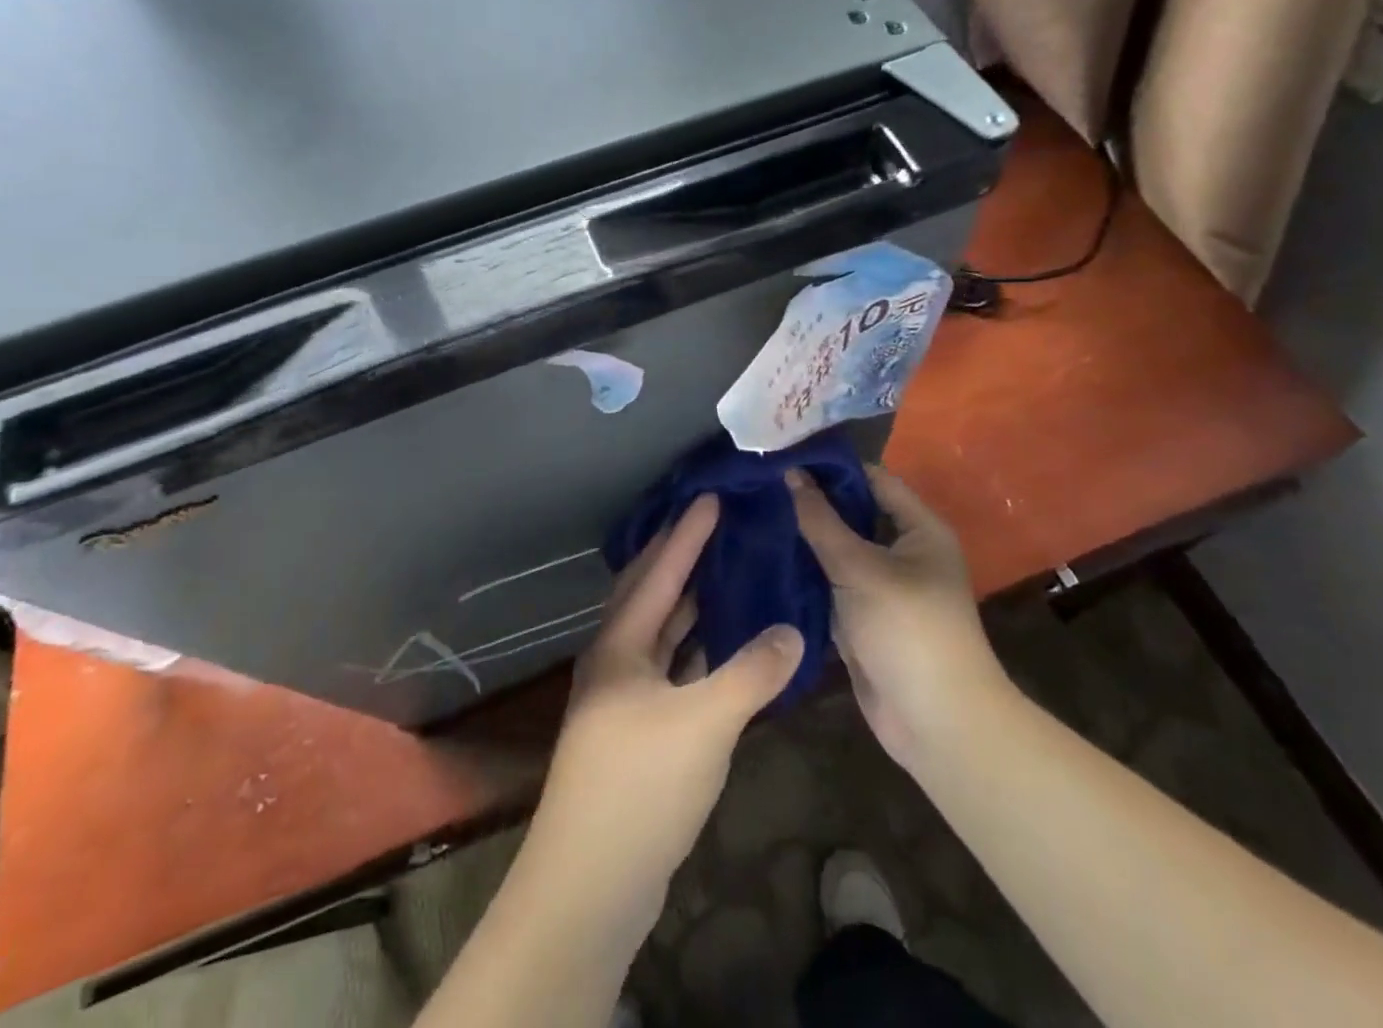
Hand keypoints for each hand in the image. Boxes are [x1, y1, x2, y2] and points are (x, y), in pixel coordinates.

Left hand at [529, 495, 804, 915]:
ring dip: (690, 604)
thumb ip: (750, 674)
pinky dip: (696, 650)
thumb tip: (792, 630)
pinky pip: (672, 669)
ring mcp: (623, 699)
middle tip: (715, 524)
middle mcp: (615, 661)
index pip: (659, 573)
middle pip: (651, 595)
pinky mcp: (637, 733)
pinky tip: (723, 646)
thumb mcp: (703, 724)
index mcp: (619, 645)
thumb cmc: (639, 787)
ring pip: (661, 634)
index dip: (686, 535)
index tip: (710, 497)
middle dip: (680, 558)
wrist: (589, 885)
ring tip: (725, 572)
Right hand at [788, 467, 1010, 774]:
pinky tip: (762, 560)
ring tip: (751, 515)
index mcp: (919, 529)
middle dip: (810, 503)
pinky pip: (829, 586)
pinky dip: (803, 575)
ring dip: (803, 540)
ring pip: (836, 552)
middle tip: (758, 485)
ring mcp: (881, 588)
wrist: (936, 723)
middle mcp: (903, 552)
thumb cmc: (908, 629)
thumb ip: (822, 521)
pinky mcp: (862, 619)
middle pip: (852, 515)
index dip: (831, 467)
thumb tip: (790, 474)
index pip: (872, 479)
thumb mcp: (861, 568)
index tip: (784, 454)